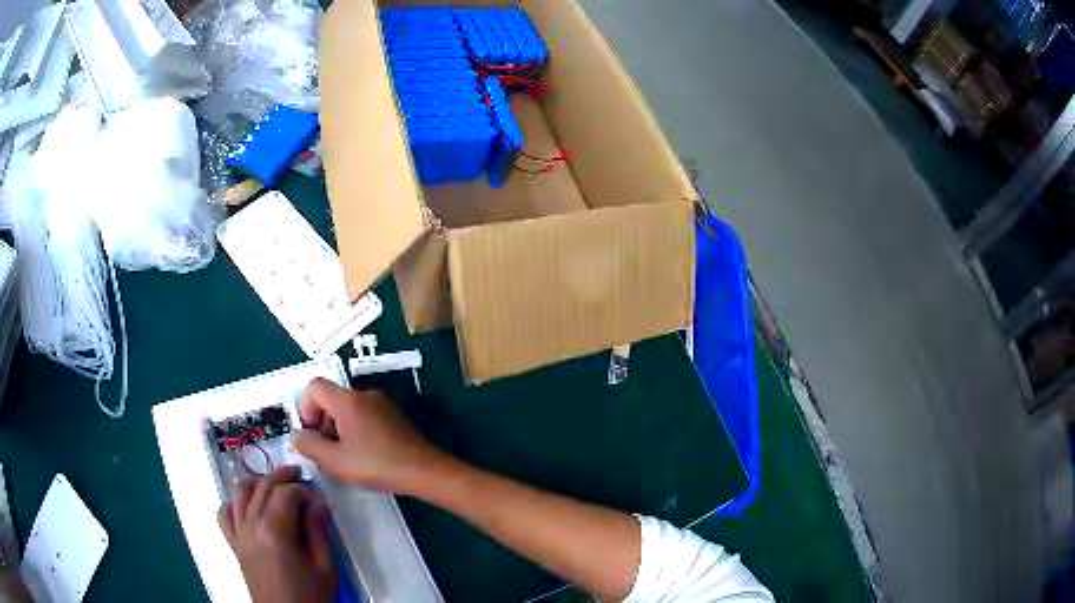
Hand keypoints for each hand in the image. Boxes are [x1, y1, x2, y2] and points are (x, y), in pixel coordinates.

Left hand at [219, 466, 335, 602]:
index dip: (302, 489)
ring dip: (256, 482)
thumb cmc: (311, 596)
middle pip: (261, 486)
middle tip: (300, 475)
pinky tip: (248, 506)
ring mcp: (238, 534)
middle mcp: (251, 526)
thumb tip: (318, 503)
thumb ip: (318, 532)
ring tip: (273, 486)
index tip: (317, 498)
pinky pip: (224, 514)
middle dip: (281, 476)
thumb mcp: (325, 567)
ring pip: (239, 492)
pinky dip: (233, 503)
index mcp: (274, 532)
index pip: (285, 493)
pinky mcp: (234, 545)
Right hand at [294, 379, 442, 493]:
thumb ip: (309, 446)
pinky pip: (365, 417)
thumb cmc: (376, 465)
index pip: (315, 387)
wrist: (425, 471)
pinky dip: (356, 432)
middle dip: (322, 423)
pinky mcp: (395, 417)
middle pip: (331, 399)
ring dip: (339, 430)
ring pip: (348, 409)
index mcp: (348, 400)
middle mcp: (365, 395)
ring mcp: (383, 405)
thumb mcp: (335, 461)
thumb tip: (298, 436)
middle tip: (328, 452)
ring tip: (346, 458)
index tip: (311, 435)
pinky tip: (365, 457)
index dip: (305, 409)